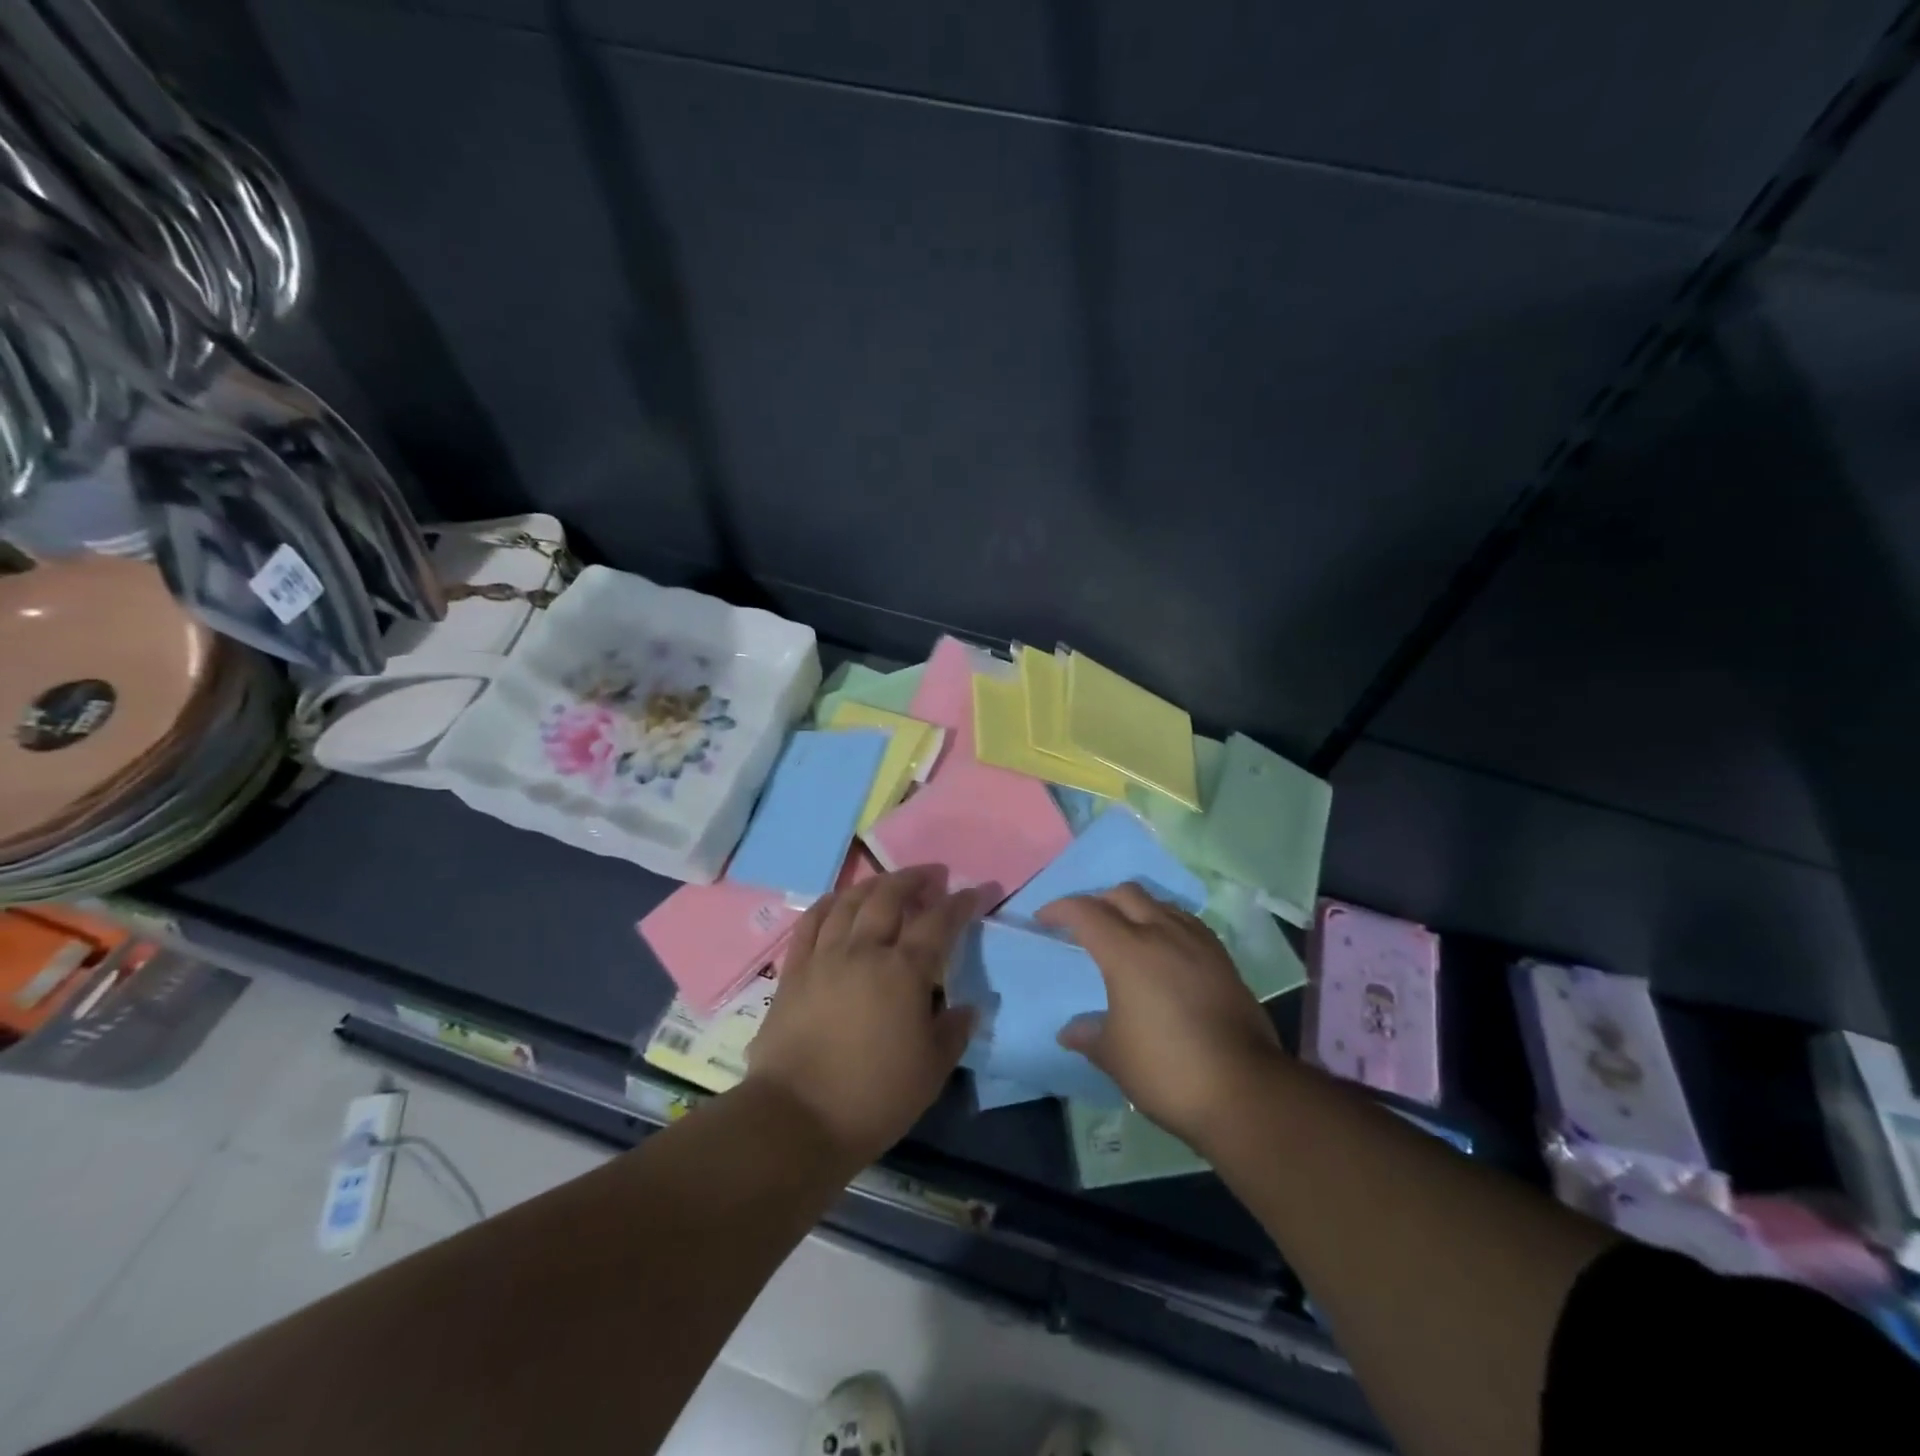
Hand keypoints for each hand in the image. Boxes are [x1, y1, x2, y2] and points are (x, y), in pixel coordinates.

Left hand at [745, 864, 986, 1166]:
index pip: (939, 922)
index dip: (962, 902)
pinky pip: (810, 922)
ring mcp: (824, 957)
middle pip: (889, 896)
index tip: (978, 891)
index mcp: (903, 972)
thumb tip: (966, 1008)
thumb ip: (953, 1032)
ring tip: (888, 883)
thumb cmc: (874, 1098)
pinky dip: (828, 903)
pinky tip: (838, 900)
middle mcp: (864, 951)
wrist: (796, 1119)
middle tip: (932, 876)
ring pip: (849, 902)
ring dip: (873, 884)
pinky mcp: (794, 971)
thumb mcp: (931, 1071)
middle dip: (915, 879)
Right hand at [1038, 884, 1282, 1145]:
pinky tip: (1165, 951)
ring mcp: (1198, 943)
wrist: (1244, 1090)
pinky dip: (1165, 924)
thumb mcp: (1114, 1056)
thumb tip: (1070, 1031)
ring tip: (1125, 934)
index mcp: (1126, 951)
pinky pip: (1186, 923)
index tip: (1043, 920)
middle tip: (1085, 925)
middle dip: (1099, 901)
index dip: (1059, 909)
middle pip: (1124, 893)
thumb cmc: (1166, 1069)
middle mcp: (1162, 933)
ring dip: (1135, 909)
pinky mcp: (1223, 959)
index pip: (1085, 911)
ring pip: (1159, 903)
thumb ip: (1088, 1035)